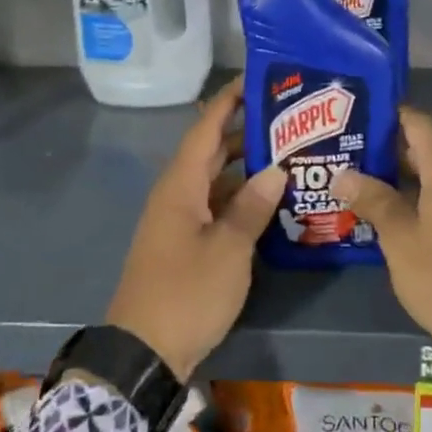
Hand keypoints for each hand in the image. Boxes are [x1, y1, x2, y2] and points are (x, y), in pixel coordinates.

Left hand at [106, 81, 285, 381]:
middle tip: (288, 116)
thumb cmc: (186, 293)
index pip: (207, 127)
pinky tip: (270, 199)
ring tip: (288, 152)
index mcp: (181, 185)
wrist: (143, 354)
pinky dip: (241, 196)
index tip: (259, 77)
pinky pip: (216, 204)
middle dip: (246, 129)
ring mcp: (180, 219)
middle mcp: (178, 193)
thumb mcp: (228, 250)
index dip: (230, 100)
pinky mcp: (186, 242)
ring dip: (247, 165)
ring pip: (216, 179)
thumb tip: (277, 169)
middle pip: (212, 149)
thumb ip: (253, 206)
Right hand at [338, 108, 431, 388]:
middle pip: (430, 149)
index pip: (420, 124)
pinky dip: (427, 197)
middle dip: (392, 150)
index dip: (390, 116)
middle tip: (353, 153)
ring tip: (368, 184)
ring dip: (408, 177)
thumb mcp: (400, 240)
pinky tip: (400, 214)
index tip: (360, 117)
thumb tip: (343, 174)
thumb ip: (373, 200)